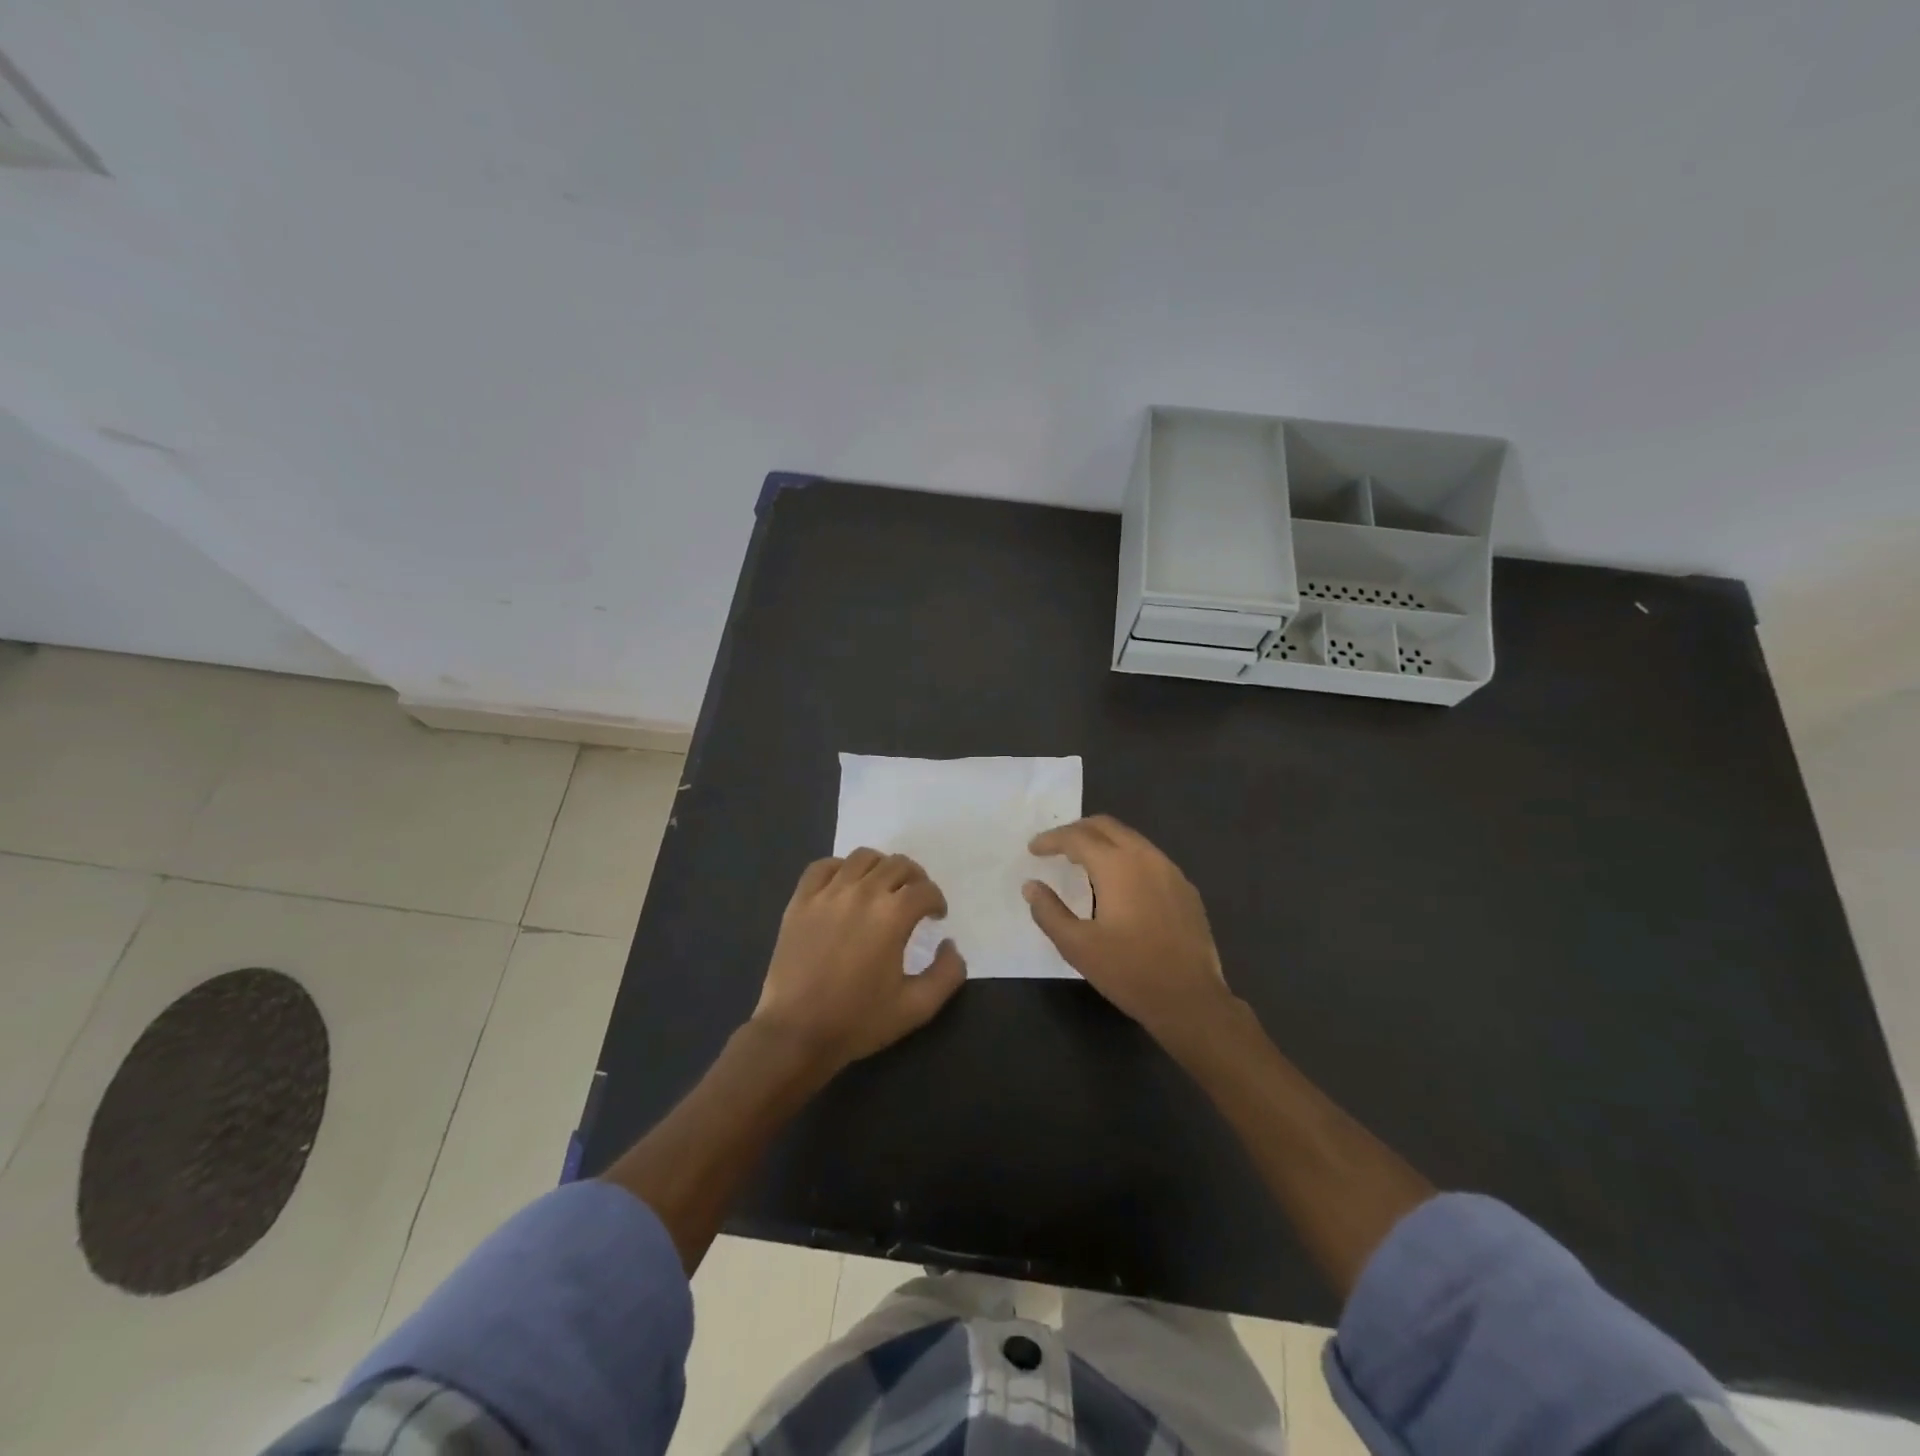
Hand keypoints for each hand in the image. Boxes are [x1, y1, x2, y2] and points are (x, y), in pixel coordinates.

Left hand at [753, 849, 966, 1074]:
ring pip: (863, 857)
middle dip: (915, 879)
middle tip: (915, 900)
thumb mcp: (917, 1007)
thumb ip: (947, 973)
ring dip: (881, 867)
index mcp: (892, 915)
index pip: (925, 890)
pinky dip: (840, 867)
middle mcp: (862, 893)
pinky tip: (845, 886)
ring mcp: (827, 893)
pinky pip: (823, 866)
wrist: (796, 1033)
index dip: (937, 901)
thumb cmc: (858, 1021)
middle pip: (897, 865)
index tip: (935, 916)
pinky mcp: (800, 900)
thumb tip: (950, 944)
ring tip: (882, 888)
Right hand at [1024, 815, 1232, 1041]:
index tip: (1033, 850)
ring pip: (1131, 839)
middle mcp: (1146, 857)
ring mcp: (1171, 871)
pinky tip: (1119, 884)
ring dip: (1103, 842)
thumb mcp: (1077, 946)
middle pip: (1106, 826)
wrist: (1190, 1000)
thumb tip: (1031, 886)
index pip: (1077, 837)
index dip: (1051, 839)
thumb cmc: (1129, 972)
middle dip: (1077, 831)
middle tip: (1055, 847)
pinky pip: (1150, 858)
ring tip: (1082, 862)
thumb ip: (1049, 912)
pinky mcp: (1185, 889)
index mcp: (1117, 866)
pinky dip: (1126, 858)